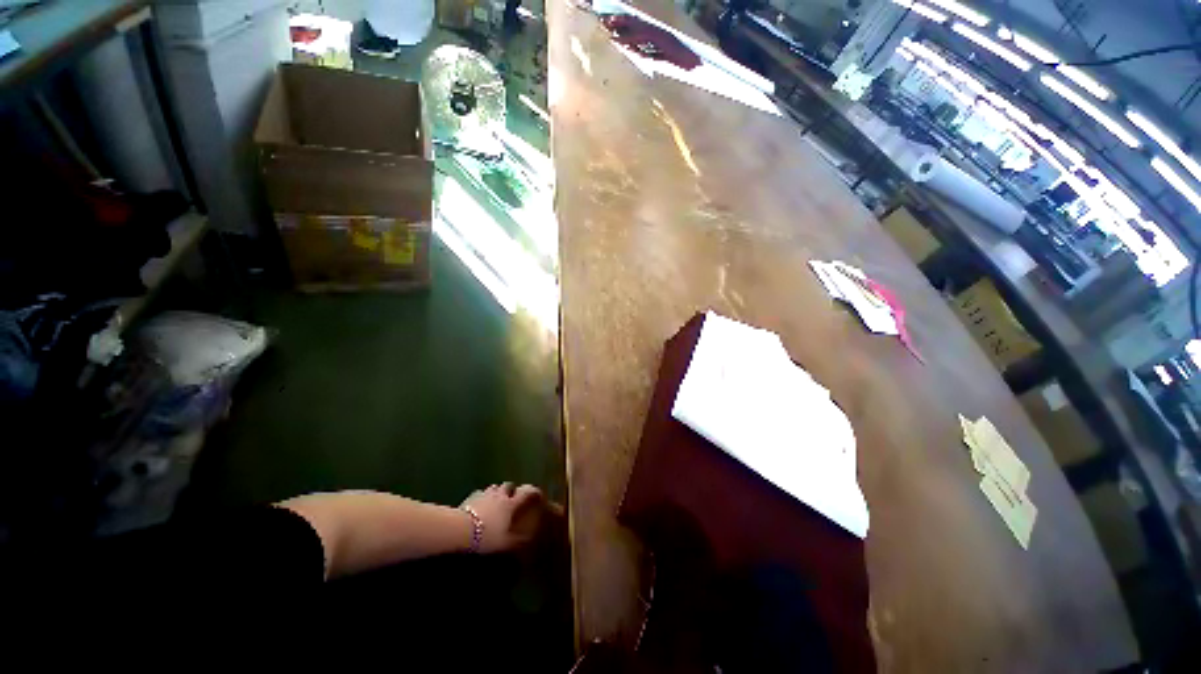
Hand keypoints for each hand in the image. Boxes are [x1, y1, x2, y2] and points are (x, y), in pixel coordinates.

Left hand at [460, 483, 543, 553]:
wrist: (463, 529)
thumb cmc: (488, 536)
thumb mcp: (506, 543)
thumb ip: (519, 540)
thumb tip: (531, 539)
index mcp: (511, 504)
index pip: (526, 493)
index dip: (532, 492)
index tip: (536, 493)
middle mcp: (501, 495)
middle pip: (508, 485)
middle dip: (511, 489)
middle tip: (511, 497)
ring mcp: (485, 494)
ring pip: (494, 487)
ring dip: (497, 491)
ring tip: (496, 499)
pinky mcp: (472, 497)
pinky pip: (479, 493)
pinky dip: (482, 496)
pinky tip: (480, 503)